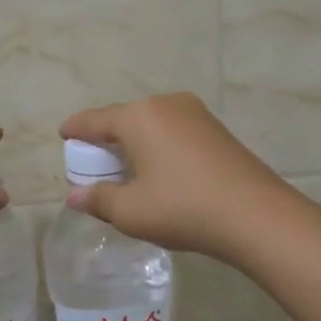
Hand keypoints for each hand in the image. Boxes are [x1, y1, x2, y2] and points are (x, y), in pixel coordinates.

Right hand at [60, 93, 307, 266]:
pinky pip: (173, 131)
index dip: (75, 129)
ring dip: (134, 143)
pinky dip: (158, 146)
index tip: (63, 135)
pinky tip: (160, 170)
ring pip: (151, 124)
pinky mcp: (216, 129)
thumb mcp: (131, 211)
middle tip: (94, 163)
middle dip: (106, 139)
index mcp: (139, 116)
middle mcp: (165, 104)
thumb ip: (98, 199)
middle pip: (123, 118)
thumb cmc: (184, 208)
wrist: (258, 216)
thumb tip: (73, 196)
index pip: (94, 119)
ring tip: (127, 169)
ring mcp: (195, 113)